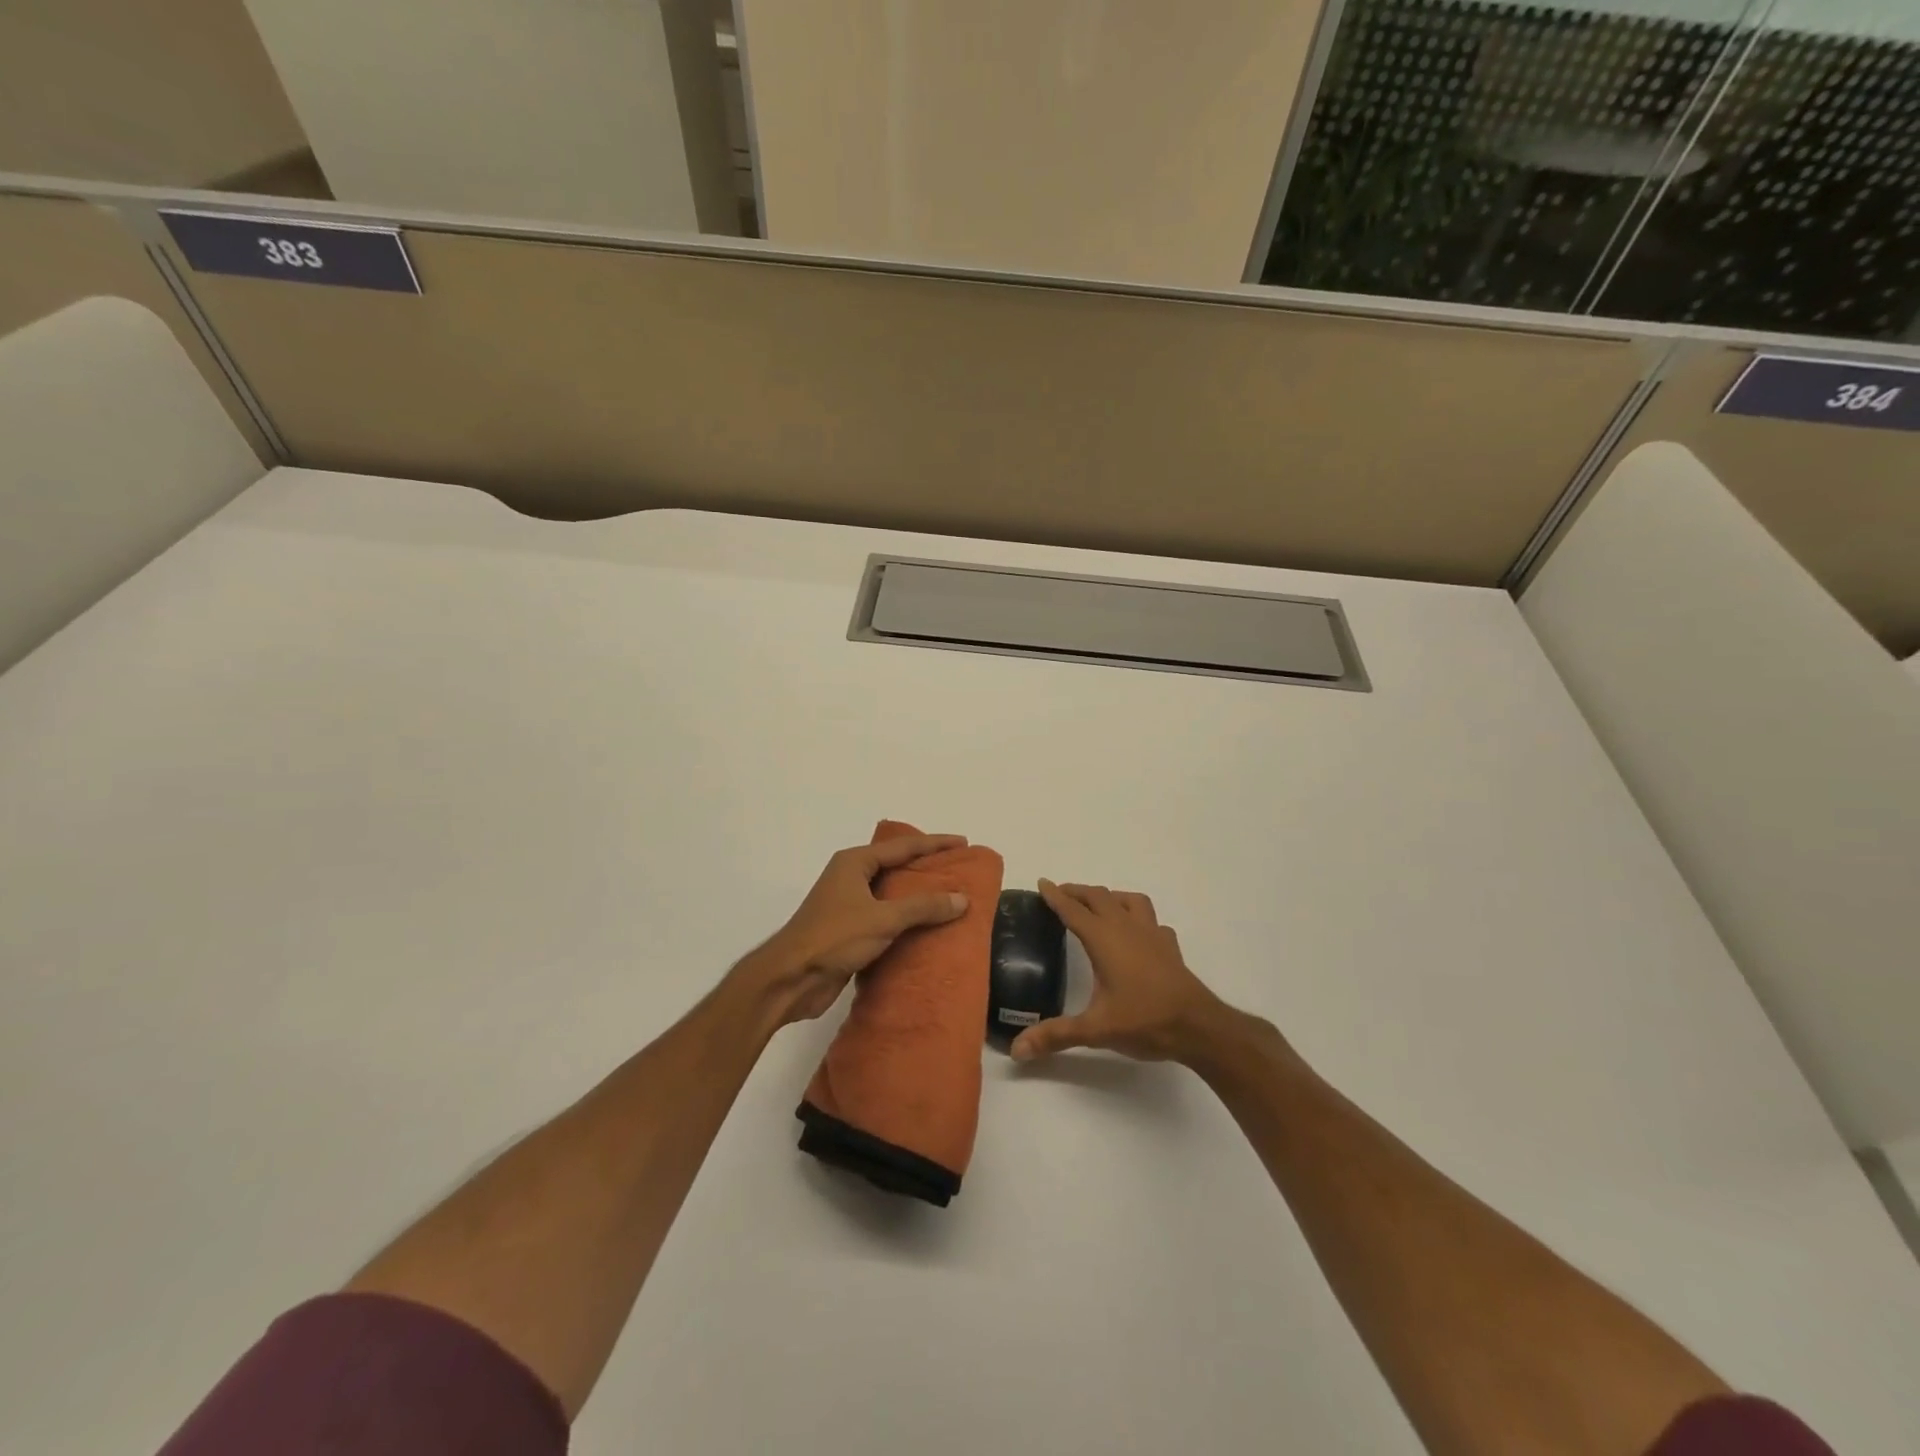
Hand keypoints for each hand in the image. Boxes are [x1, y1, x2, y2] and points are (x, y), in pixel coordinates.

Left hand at [736, 834, 971, 1028]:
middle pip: (895, 866)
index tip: (962, 842)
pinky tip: (927, 929)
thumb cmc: (834, 938)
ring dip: (916, 897)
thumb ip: (923, 907)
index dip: (934, 843)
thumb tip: (962, 899)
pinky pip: (885, 917)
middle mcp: (850, 877)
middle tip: (958, 869)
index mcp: (855, 863)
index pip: (902, 846)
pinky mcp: (848, 931)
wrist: (791, 979)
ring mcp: (847, 904)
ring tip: (950, 898)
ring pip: (890, 894)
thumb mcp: (883, 918)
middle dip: (925, 867)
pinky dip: (905, 920)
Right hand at [1011, 880, 1249, 1065]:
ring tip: (1099, 905)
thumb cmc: (1144, 1020)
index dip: (1055, 896)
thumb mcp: (1096, 1030)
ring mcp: (1152, 934)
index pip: (1073, 910)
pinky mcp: (1169, 947)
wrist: (1198, 1027)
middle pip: (1099, 897)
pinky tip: (1137, 933)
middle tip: (1061, 892)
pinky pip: (1152, 921)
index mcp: (1104, 940)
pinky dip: (1139, 918)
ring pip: (1129, 900)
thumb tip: (1017, 1049)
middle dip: (1078, 892)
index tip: (1043, 883)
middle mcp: (1126, 928)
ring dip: (1110, 897)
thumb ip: (1056, 1035)